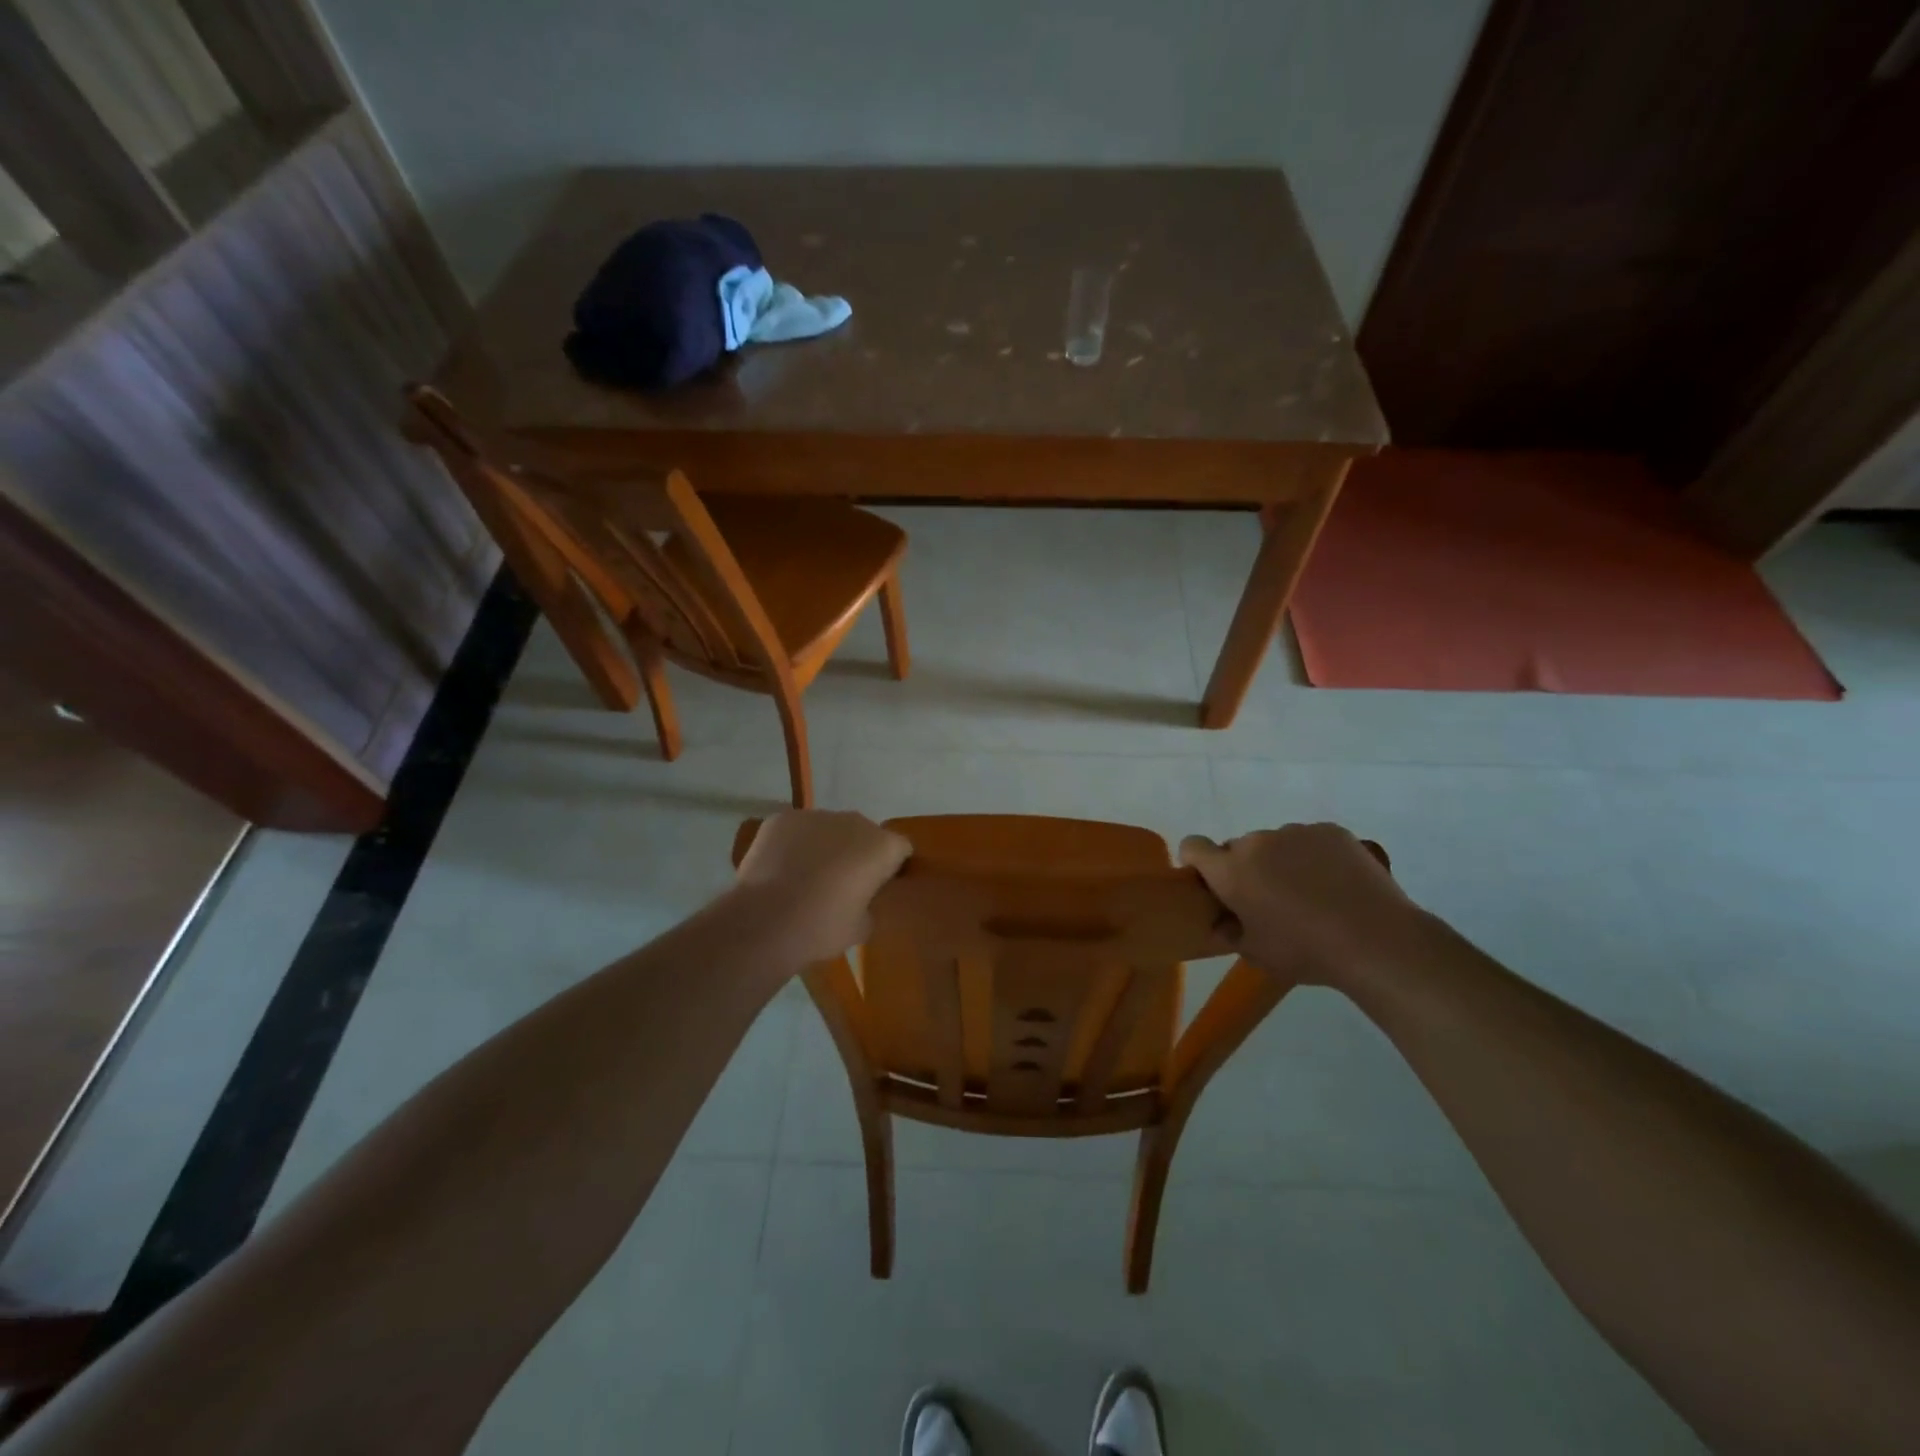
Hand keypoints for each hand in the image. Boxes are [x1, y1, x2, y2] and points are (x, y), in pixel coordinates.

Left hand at [733, 810, 911, 962]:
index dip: (891, 869)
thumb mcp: (862, 928)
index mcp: (882, 846)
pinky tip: (782, 869)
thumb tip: (860, 897)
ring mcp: (816, 816)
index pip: (901, 850)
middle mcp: (855, 821)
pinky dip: (795, 844)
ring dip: (826, 846)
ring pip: (829, 829)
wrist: (764, 921)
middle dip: (858, 853)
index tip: (877, 889)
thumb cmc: (822, 928)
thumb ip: (870, 904)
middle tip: (841, 884)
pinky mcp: (783, 818)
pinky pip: (797, 829)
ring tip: (806, 877)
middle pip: (865, 834)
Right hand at [1180, 823, 1415, 986]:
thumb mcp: (1256, 953)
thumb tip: (1221, 919)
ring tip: (1312, 893)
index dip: (1198, 862)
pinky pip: (1310, 840)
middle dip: (1247, 868)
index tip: (1214, 884)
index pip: (1193, 846)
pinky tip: (1337, 884)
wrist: (1376, 940)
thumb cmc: (1306, 952)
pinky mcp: (1330, 831)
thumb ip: (1229, 930)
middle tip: (1271, 900)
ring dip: (1281, 861)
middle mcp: (1256, 842)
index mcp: (1230, 871)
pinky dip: (1314, 856)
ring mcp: (1296, 832)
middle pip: (1239, 848)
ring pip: (1276, 843)